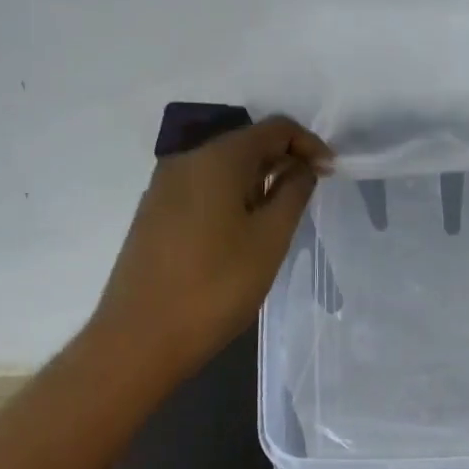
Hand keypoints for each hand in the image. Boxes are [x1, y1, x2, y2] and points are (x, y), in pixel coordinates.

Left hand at [90, 116, 330, 380]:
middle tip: (308, 196)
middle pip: (246, 143)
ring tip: (278, 218)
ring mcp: (164, 187)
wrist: (139, 339)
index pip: (274, 128)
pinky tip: (241, 231)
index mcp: (217, 159)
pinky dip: (231, 197)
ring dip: (257, 181)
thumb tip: (302, 166)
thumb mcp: (270, 238)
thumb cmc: (216, 286)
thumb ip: (293, 192)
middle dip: (283, 161)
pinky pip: (202, 189)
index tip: (329, 173)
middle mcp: (186, 161)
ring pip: (223, 168)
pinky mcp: (154, 213)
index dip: (308, 144)